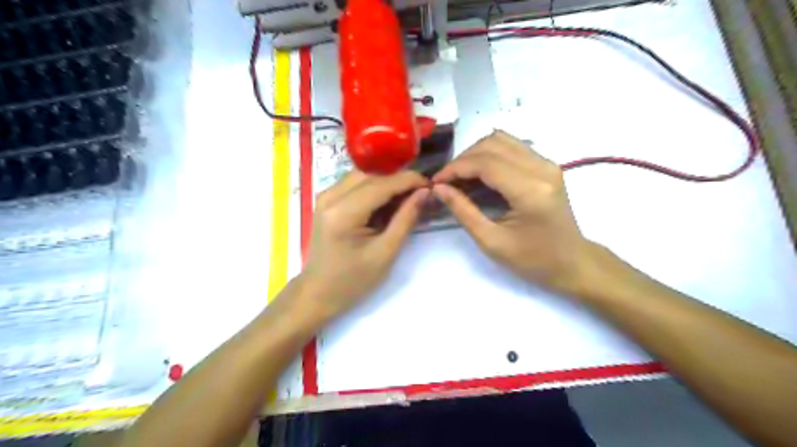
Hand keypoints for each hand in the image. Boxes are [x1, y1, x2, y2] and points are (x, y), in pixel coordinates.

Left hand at [299, 170, 429, 319]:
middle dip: (398, 180)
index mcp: (343, 213)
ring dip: (386, 183)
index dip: (408, 180)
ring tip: (406, 197)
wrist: (318, 292)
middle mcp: (330, 197)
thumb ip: (406, 219)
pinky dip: (373, 188)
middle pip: (371, 175)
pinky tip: (386, 202)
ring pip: (362, 176)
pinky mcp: (326, 201)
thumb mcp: (385, 252)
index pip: (381, 184)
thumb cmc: (353, 280)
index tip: (431, 184)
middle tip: (420, 192)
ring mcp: (325, 197)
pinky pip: (354, 184)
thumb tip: (424, 192)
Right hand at [434, 130, 594, 292]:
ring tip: (460, 176)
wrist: (572, 262)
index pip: (485, 163)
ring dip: (475, 154)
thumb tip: (439, 188)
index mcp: (531, 190)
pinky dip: (489, 155)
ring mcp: (547, 163)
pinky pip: (512, 146)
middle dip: (463, 159)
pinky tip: (479, 174)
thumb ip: (463, 211)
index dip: (455, 168)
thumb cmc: (533, 260)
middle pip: (492, 144)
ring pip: (501, 139)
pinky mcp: (547, 164)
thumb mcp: (491, 241)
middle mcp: (542, 168)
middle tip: (446, 181)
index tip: (435, 181)